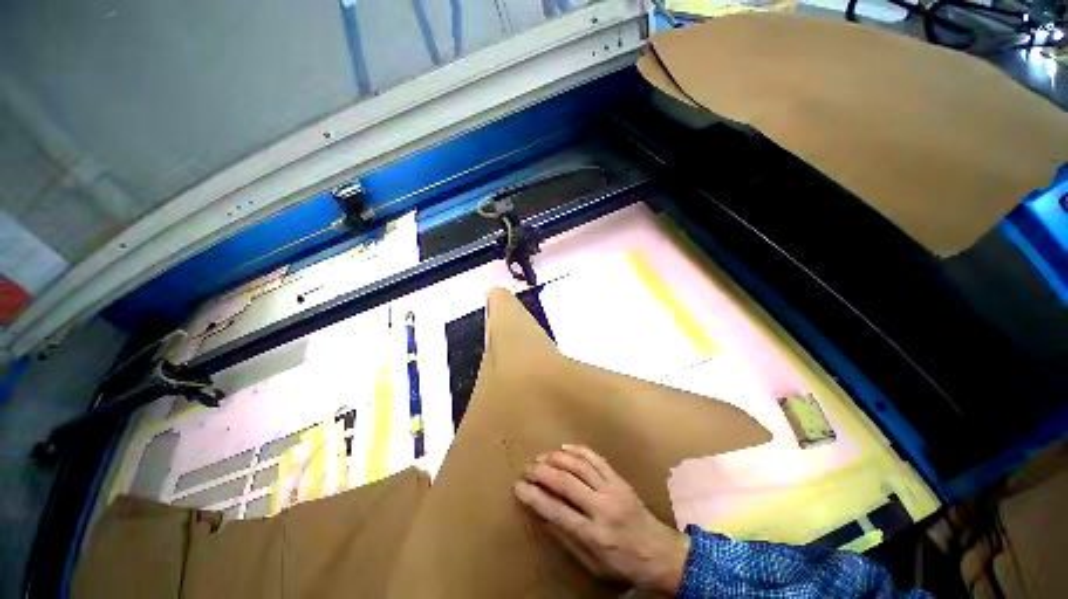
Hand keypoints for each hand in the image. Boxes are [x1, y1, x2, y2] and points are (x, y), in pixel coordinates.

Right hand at [513, 444, 689, 594]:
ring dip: (557, 458)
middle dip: (542, 472)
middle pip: (566, 482)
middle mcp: (602, 508)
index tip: (518, 486)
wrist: (661, 554)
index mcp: (594, 535)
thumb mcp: (592, 565)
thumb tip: (543, 514)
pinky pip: (596, 458)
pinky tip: (564, 448)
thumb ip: (567, 538)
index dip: (534, 496)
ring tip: (541, 457)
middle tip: (527, 468)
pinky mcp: (620, 479)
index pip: (557, 511)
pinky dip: (578, 450)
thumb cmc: (623, 564)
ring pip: (580, 465)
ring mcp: (613, 489)